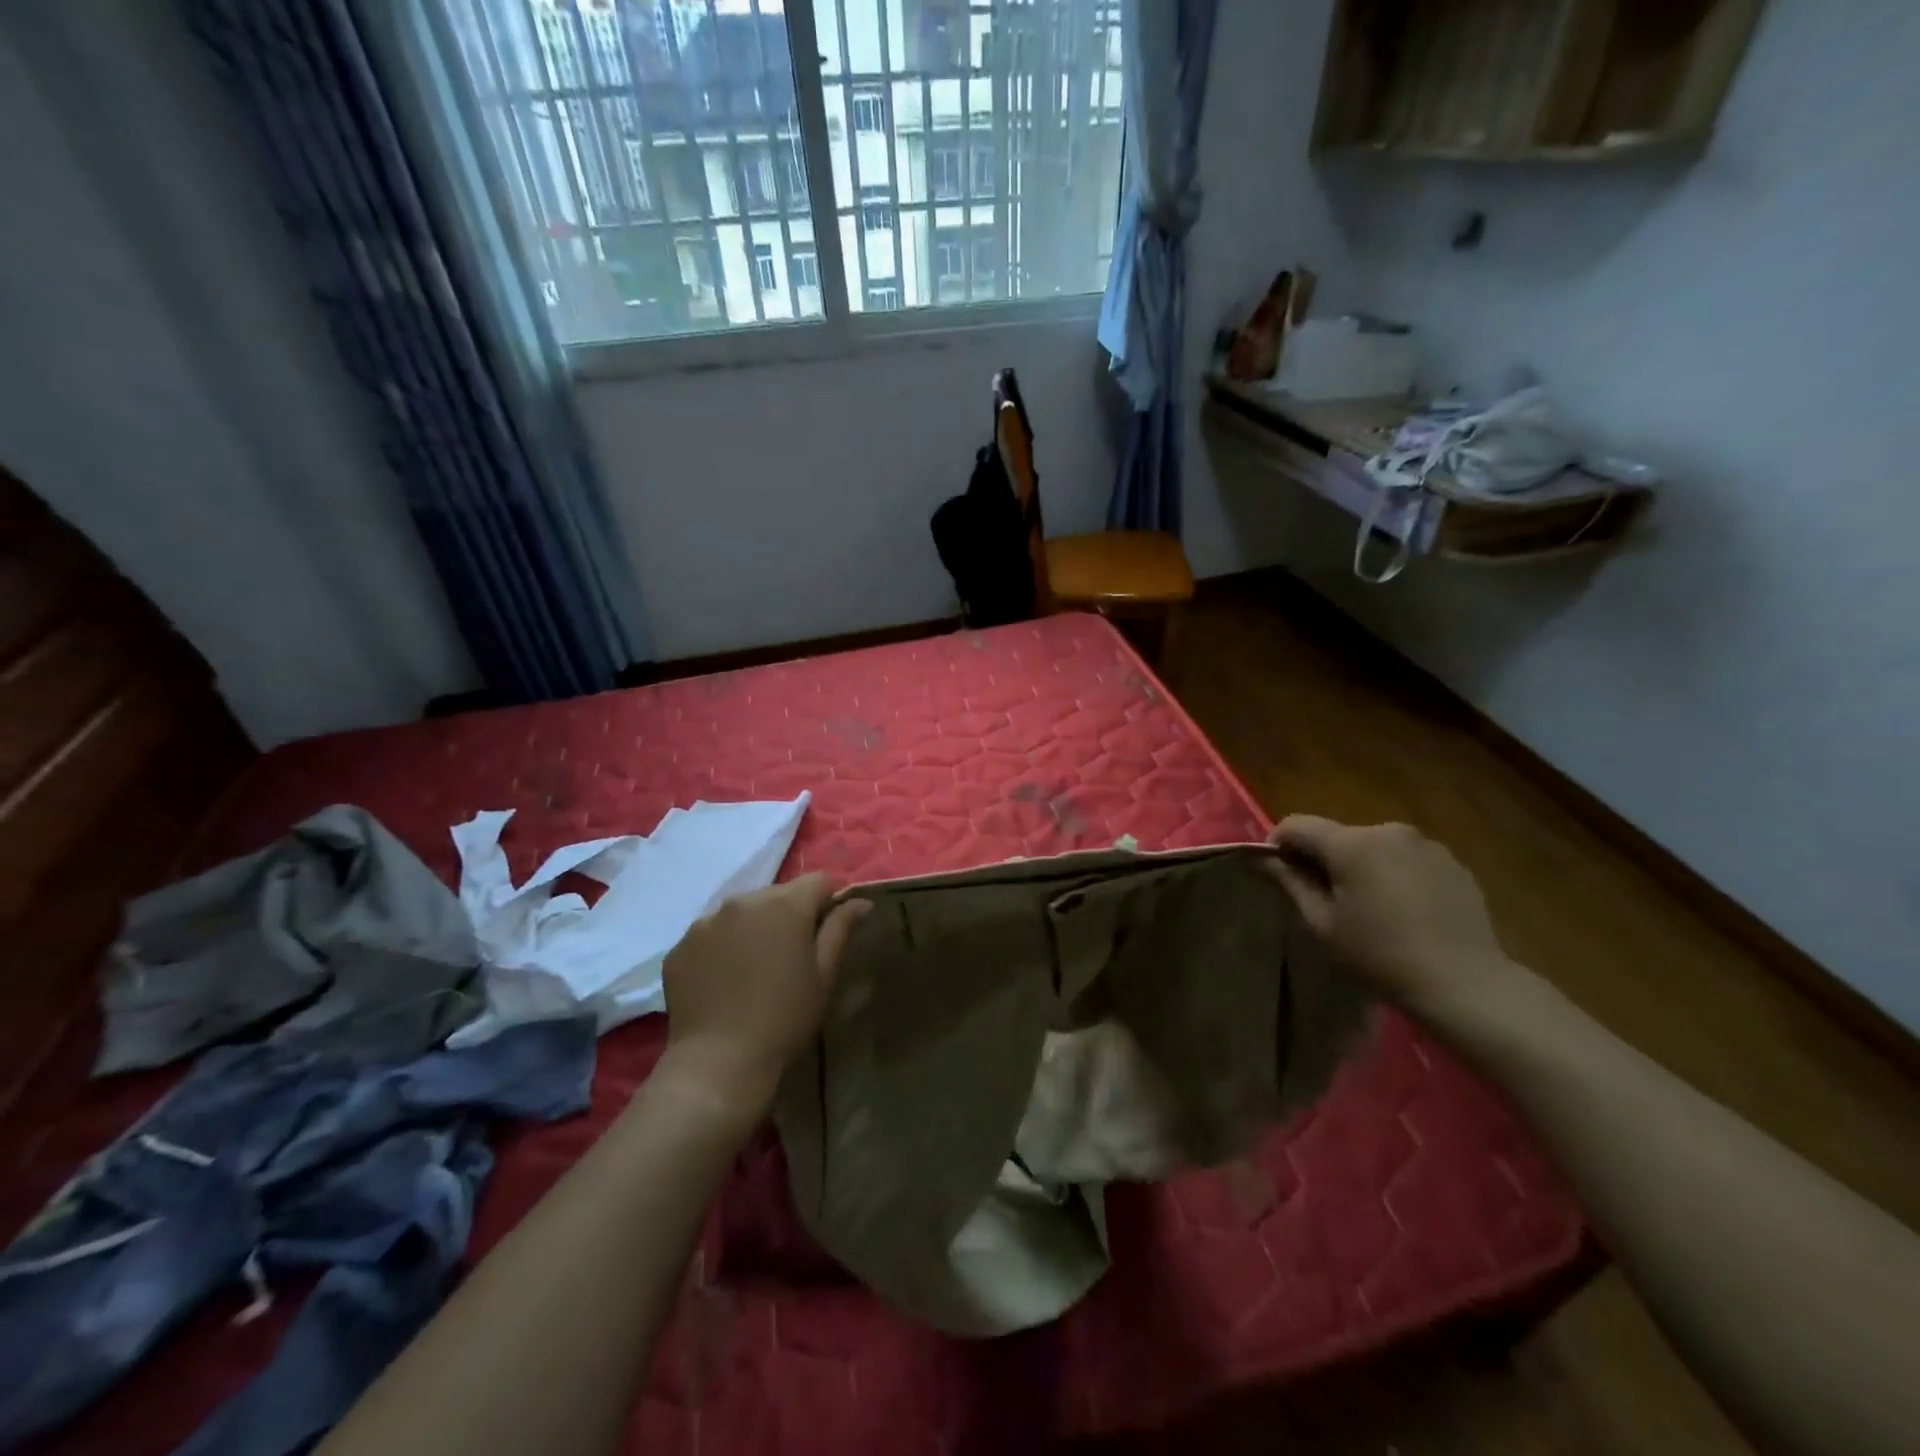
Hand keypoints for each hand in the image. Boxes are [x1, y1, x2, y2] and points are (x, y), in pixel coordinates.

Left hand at [660, 874, 870, 1120]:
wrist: (719, 1062)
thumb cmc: (784, 1018)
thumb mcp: (824, 975)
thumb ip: (841, 929)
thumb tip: (860, 901)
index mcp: (784, 905)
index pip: (818, 881)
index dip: (828, 902)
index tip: (825, 934)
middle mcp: (743, 901)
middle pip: (777, 894)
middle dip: (788, 915)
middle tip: (790, 956)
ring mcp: (706, 922)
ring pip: (741, 912)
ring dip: (753, 928)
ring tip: (753, 969)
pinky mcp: (680, 946)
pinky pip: (710, 934)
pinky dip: (721, 947)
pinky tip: (724, 981)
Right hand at [1262, 815, 1518, 1016]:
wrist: (1465, 983)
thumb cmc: (1381, 955)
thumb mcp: (1323, 923)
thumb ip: (1290, 881)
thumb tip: (1263, 858)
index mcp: (1351, 843)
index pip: (1297, 825)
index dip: (1278, 843)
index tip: (1277, 872)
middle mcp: (1388, 830)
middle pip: (1338, 835)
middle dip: (1323, 858)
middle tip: (1324, 897)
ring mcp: (1425, 844)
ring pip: (1374, 846)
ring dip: (1361, 865)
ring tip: (1369, 905)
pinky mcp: (1453, 862)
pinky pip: (1406, 858)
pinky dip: (1394, 873)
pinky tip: (1404, 910)